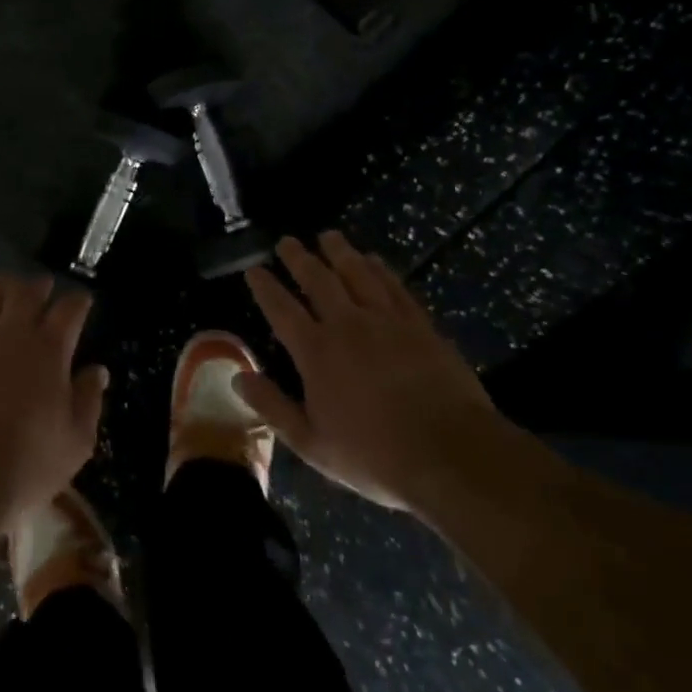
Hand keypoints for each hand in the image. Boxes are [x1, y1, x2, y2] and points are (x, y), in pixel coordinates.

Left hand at [0, 273, 107, 534]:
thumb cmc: (26, 463)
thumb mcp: (75, 441)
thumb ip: (88, 400)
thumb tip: (97, 371)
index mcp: (49, 350)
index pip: (69, 311)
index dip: (79, 301)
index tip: (84, 300)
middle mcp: (12, 334)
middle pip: (25, 293)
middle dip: (38, 285)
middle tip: (43, 285)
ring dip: (1, 287)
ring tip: (7, 284)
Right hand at [239, 232, 516, 515]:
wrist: (452, 455)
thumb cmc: (375, 456)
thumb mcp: (313, 444)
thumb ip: (273, 407)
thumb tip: (239, 376)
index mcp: (316, 352)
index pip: (281, 309)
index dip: (265, 287)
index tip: (254, 269)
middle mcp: (347, 325)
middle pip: (317, 280)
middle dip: (299, 258)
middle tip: (287, 241)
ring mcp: (386, 321)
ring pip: (356, 274)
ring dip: (339, 252)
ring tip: (328, 236)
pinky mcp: (419, 325)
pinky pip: (394, 287)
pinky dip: (380, 269)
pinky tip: (373, 260)